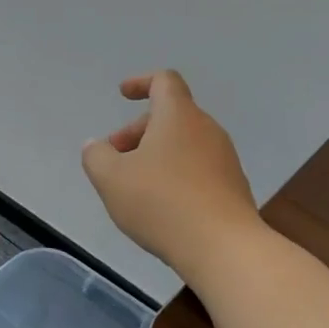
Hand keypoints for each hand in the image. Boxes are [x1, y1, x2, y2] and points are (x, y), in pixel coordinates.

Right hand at [82, 71, 261, 279]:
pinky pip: (198, 169)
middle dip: (139, 131)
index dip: (141, 82)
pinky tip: (162, 206)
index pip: (164, 81)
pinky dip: (176, 175)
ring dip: (157, 155)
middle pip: (171, 116)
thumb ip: (96, 156)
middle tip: (115, 158)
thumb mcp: (111, 179)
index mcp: (178, 116)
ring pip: (185, 144)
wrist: (223, 246)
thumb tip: (95, 146)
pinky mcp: (233, 187)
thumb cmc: (161, 202)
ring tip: (135, 186)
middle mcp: (207, 129)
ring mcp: (225, 159)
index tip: (122, 94)